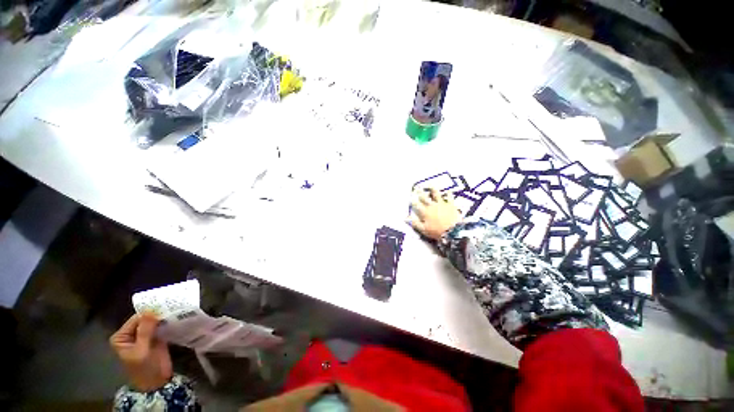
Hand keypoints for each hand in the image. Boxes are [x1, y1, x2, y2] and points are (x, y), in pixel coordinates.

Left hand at [110, 313, 171, 391]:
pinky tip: (176, 318)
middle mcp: (131, 334)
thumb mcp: (142, 351)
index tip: (164, 309)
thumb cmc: (144, 369)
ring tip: (175, 311)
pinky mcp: (156, 336)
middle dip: (156, 314)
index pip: (135, 319)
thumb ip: (145, 332)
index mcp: (121, 337)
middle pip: (144, 319)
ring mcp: (144, 335)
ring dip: (163, 317)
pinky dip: (167, 322)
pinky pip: (160, 325)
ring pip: (153, 321)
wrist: (156, 382)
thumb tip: (150, 310)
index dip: (148, 314)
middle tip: (171, 308)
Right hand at [410, 188, 460, 239]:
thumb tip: (406, 218)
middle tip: (417, 188)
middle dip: (420, 193)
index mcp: (425, 212)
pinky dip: (448, 194)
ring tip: (430, 186)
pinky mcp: (451, 204)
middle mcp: (432, 205)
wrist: (453, 231)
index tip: (410, 198)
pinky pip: (449, 197)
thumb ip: (415, 223)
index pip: (416, 205)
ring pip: (436, 194)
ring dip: (433, 190)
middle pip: (424, 197)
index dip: (413, 201)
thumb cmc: (437, 231)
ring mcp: (441, 204)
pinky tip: (448, 191)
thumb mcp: (424, 230)